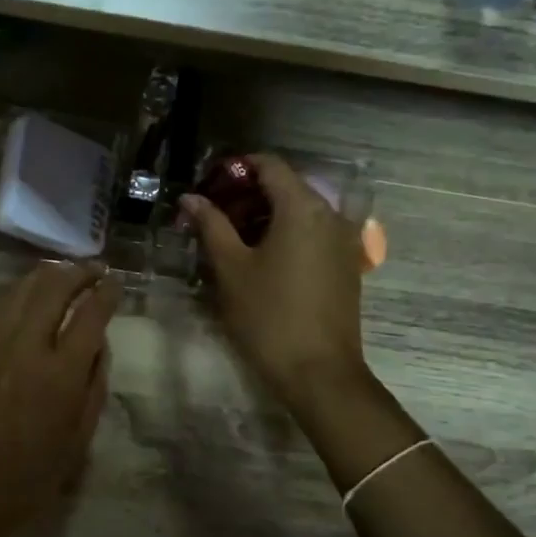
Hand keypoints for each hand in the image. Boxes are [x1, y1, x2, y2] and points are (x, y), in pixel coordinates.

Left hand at [0, 261, 121, 536]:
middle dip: (79, 272)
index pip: (91, 314)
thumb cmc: (31, 476)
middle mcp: (26, 346)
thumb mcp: (80, 438)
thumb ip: (94, 385)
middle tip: (93, 270)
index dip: (107, 293)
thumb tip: (98, 345)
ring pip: (22, 289)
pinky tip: (28, 293)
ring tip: (64, 272)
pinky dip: (18, 292)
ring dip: (47, 275)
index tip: (115, 284)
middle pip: (55, 287)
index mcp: (61, 374)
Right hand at [181, 154, 368, 410]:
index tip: (206, 186)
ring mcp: (343, 239)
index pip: (268, 165)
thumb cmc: (268, 316)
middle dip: (246, 195)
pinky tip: (259, 259)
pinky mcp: (345, 264)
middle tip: (211, 216)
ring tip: (229, 239)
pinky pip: (312, 233)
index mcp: (302, 207)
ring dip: (264, 216)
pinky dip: (284, 234)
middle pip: (285, 186)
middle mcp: (330, 214)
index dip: (235, 169)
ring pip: (299, 211)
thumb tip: (190, 198)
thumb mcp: (231, 268)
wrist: (319, 372)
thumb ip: (211, 225)